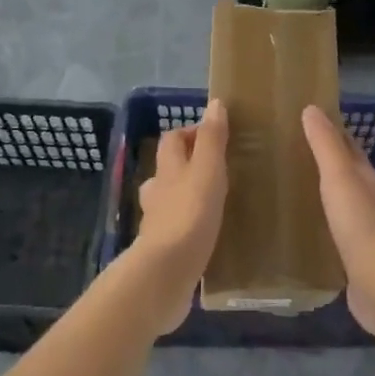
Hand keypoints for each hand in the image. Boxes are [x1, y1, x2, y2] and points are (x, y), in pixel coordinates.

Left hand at [134, 100, 228, 330]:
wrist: (167, 271)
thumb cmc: (191, 214)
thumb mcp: (208, 170)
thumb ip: (212, 139)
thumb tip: (214, 104)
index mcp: (168, 170)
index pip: (172, 140)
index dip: (189, 132)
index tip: (215, 135)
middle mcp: (157, 193)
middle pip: (167, 170)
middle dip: (186, 165)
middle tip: (217, 169)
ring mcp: (157, 223)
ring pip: (169, 201)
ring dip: (185, 197)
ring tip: (213, 202)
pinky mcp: (163, 250)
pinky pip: (176, 231)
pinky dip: (187, 227)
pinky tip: (205, 235)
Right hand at [301, 105, 374, 339]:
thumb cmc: (359, 223)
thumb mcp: (339, 177)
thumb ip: (325, 145)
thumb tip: (312, 109)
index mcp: (368, 179)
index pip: (349, 148)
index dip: (331, 133)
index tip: (305, 122)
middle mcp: (370, 201)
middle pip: (347, 175)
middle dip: (325, 164)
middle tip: (290, 155)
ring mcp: (364, 232)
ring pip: (341, 204)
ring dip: (322, 195)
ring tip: (291, 190)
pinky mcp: (355, 258)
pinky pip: (335, 234)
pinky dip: (321, 225)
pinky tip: (303, 229)